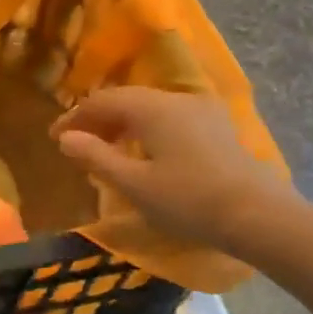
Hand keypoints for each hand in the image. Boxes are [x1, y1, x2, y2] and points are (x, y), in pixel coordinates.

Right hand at [51, 87, 298, 257]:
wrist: (257, 215)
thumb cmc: (188, 200)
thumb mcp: (134, 184)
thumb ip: (97, 157)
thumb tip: (66, 138)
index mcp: (150, 108)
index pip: (101, 102)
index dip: (74, 118)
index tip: (55, 138)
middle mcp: (174, 98)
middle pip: (126, 99)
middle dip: (98, 118)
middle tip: (78, 142)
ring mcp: (200, 109)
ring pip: (149, 106)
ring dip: (123, 122)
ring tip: (107, 147)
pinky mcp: (216, 125)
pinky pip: (169, 115)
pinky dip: (147, 127)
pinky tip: (145, 150)